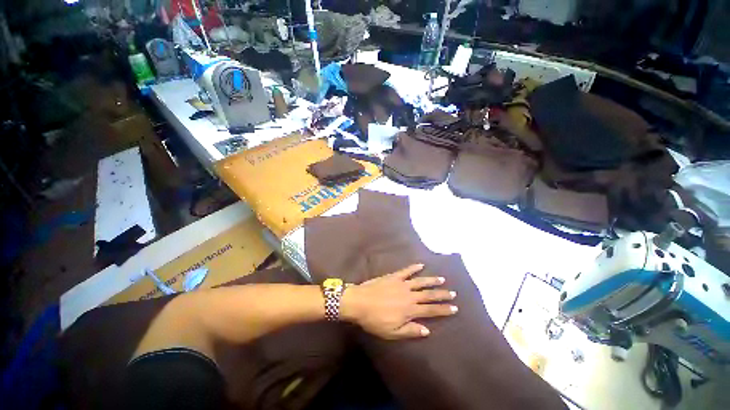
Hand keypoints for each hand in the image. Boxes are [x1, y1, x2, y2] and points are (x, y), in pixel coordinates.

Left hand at [340, 264, 456, 339]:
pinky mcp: (393, 276)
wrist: (359, 302)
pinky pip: (406, 271)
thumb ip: (410, 331)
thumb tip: (427, 330)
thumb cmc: (374, 320)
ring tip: (442, 279)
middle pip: (428, 295)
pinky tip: (420, 265)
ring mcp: (401, 284)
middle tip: (453, 293)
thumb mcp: (392, 332)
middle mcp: (409, 295)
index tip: (455, 308)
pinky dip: (413, 267)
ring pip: (420, 281)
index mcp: (410, 310)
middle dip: (441, 294)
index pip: (430, 310)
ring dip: (432, 280)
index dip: (443, 309)